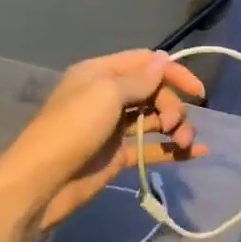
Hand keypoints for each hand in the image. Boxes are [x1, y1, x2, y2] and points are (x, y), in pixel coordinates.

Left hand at [0, 50, 208, 233]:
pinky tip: (196, 153)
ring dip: (176, 127)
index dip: (173, 73)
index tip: (198, 92)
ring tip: (184, 143)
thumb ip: (139, 79)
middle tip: (174, 126)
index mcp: (101, 73)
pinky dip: (172, 149)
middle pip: (153, 92)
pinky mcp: (118, 155)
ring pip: (154, 119)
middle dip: (172, 106)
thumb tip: (164, 59)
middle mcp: (108, 96)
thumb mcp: (105, 94)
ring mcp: (113, 127)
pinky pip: (151, 147)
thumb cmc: (72, 128)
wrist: (42, 182)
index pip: (145, 63)